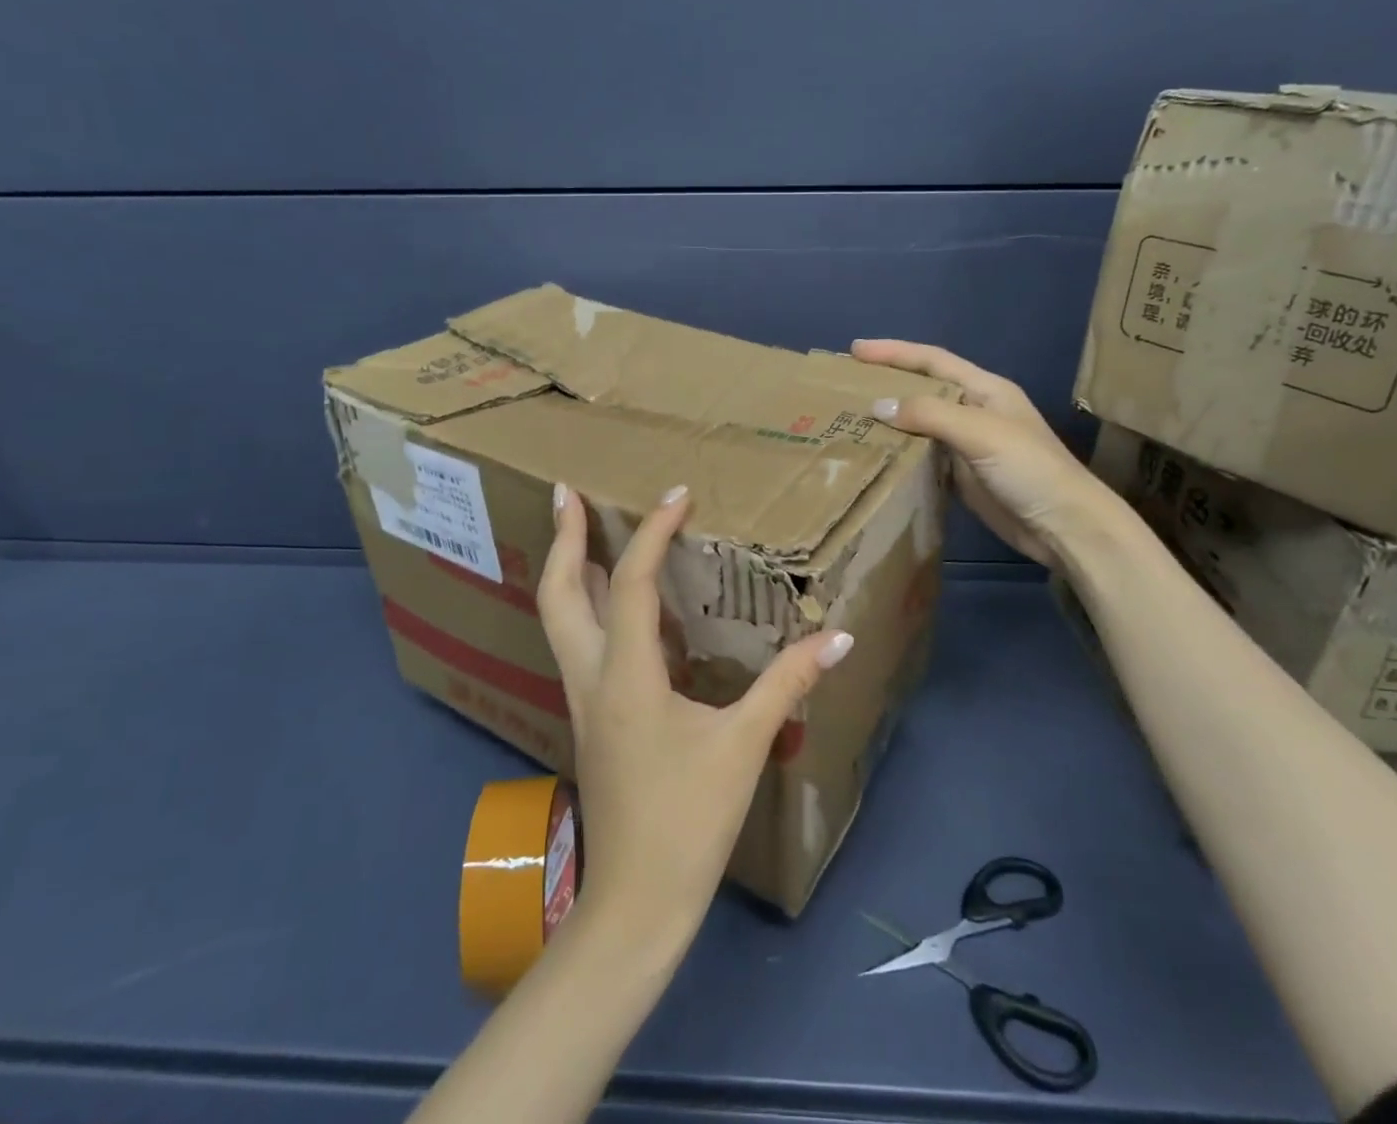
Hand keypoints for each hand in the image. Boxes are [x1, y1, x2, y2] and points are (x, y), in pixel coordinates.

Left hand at [538, 482, 853, 947]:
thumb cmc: (689, 820)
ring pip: (560, 619)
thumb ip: (788, 684)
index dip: (652, 533)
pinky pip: (579, 645)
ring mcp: (583, 700)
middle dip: (562, 538)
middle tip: (566, 492)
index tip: (678, 495)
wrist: (636, 903)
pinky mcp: (591, 719)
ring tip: (584, 533)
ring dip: (569, 570)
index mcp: (626, 676)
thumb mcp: (744, 745)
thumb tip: (837, 638)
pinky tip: (616, 607)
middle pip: (559, 594)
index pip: (631, 584)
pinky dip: (589, 608)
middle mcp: (591, 678)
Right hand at [851, 340, 1124, 568]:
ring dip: (890, 418)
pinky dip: (900, 451)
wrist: (1064, 526)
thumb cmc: (1029, 469)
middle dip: (888, 381)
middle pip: (924, 388)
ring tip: (850, 417)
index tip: (856, 350)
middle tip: (845, 384)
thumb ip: (931, 415)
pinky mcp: (963, 475)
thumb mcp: (981, 432)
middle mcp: (975, 410)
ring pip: (921, 422)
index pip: (933, 360)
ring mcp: (968, 444)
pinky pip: (924, 455)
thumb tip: (878, 405)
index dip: (895, 352)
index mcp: (985, 389)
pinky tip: (875, 453)